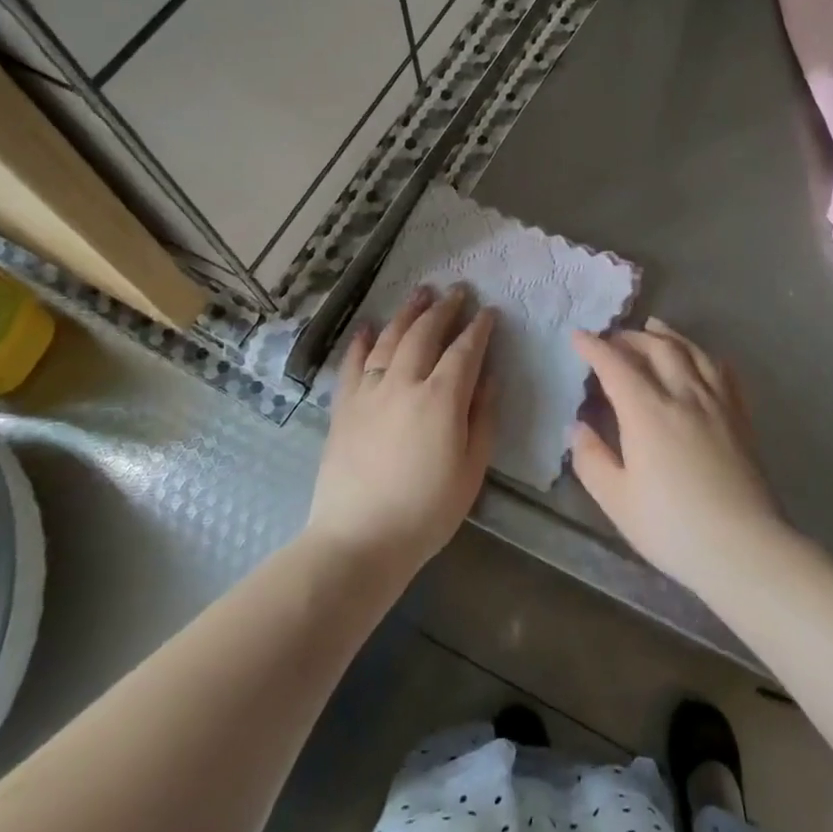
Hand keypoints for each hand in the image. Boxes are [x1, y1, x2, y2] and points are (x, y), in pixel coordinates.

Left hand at [309, 285, 497, 572]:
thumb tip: (488, 378)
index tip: (489, 312)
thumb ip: (482, 418)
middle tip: (457, 291)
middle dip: (444, 308)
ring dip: (408, 313)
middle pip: (425, 333)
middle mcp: (404, 383)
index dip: (479, 328)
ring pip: (390, 339)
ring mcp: (369, 392)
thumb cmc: (426, 511)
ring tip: (421, 293)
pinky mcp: (343, 407)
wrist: (358, 540)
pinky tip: (369, 326)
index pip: (464, 351)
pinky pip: (353, 363)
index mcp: (441, 399)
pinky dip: (362, 341)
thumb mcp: (471, 469)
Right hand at [570, 318, 787, 592]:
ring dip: (668, 335)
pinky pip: (722, 371)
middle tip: (613, 338)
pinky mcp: (740, 416)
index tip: (579, 336)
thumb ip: (592, 459)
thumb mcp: (617, 500)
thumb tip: (578, 427)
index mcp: (647, 412)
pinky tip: (702, 358)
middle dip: (630, 337)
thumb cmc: (672, 527)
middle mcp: (682, 394)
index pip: (616, 365)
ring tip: (655, 327)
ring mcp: (716, 402)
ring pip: (691, 351)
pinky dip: (705, 355)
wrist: (743, 546)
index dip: (594, 347)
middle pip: (655, 348)